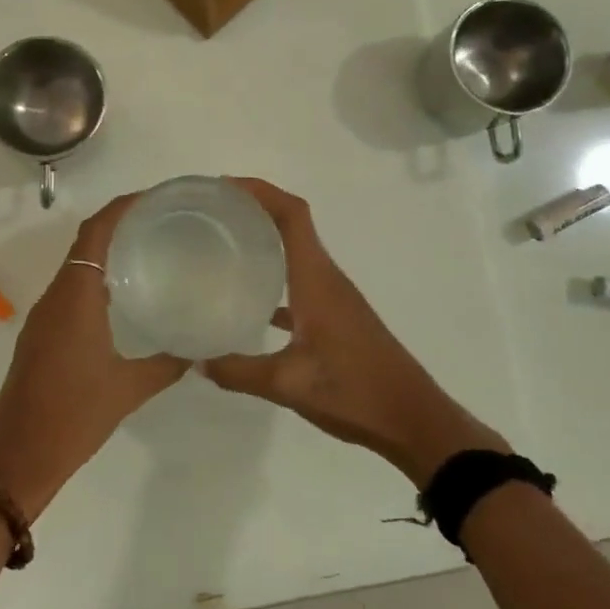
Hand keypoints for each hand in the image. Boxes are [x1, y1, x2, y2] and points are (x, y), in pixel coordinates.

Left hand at [0, 196, 188, 520]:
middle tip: (163, 221)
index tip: (155, 197)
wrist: (16, 460)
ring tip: (150, 250)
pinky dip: (96, 280)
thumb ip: (167, 364)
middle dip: (119, 224)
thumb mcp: (128, 390)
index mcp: (75, 298)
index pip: (95, 233)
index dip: (121, 207)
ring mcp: (44, 317)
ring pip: (77, 268)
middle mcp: (56, 298)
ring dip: (107, 252)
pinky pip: (71, 292)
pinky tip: (125, 297)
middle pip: (85, 243)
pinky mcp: (41, 336)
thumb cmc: (73, 417)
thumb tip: (198, 348)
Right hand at [204, 178, 507, 484]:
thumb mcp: (287, 385)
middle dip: (254, 209)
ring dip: (265, 240)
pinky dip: (275, 279)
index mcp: (317, 279)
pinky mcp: (336, 318)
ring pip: (296, 253)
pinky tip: (249, 301)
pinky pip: (300, 283)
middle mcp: (326, 278)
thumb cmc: (354, 392)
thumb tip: (197, 360)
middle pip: (292, 224)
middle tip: (210, 215)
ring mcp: (333, 298)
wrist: (412, 420)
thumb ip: (238, 371)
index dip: (260, 191)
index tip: (222, 188)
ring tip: (222, 246)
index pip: (292, 214)